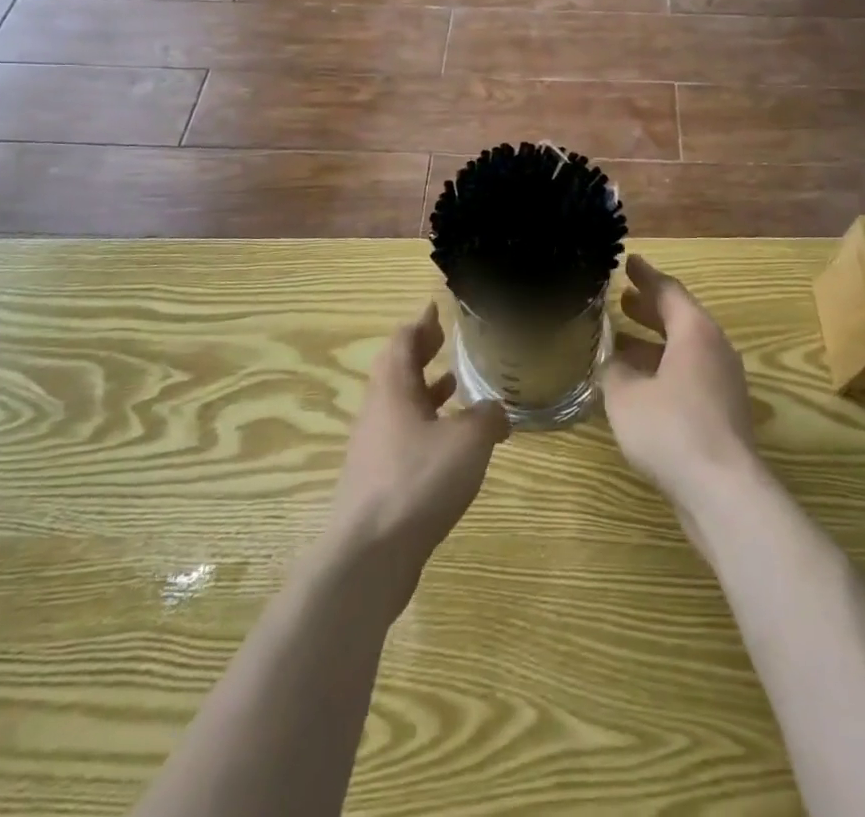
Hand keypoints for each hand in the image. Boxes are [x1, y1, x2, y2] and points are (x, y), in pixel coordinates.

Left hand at [327, 304, 509, 606]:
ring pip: (401, 406)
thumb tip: (496, 411)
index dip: (421, 323)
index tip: (436, 309)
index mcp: (393, 389)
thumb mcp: (468, 440)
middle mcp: (378, 412)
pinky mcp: (378, 481)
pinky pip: (404, 438)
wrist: (368, 556)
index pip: (403, 341)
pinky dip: (427, 427)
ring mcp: (374, 449)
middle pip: (397, 371)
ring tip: (455, 385)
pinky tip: (452, 445)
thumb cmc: (417, 481)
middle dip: (422, 354)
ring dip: (425, 392)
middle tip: (446, 341)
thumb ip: (487, 417)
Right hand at [602, 256, 759, 517]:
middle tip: (622, 299)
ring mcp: (724, 382)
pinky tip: (639, 385)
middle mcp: (715, 349)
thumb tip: (613, 363)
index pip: (668, 291)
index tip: (628, 262)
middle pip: (680, 318)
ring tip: (622, 342)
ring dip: (654, 343)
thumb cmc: (671, 428)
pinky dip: (664, 368)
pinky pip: (690, 375)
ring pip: (685, 349)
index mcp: (695, 332)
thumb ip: (614, 371)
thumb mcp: (626, 395)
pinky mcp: (723, 412)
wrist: (723, 491)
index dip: (645, 276)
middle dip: (649, 308)